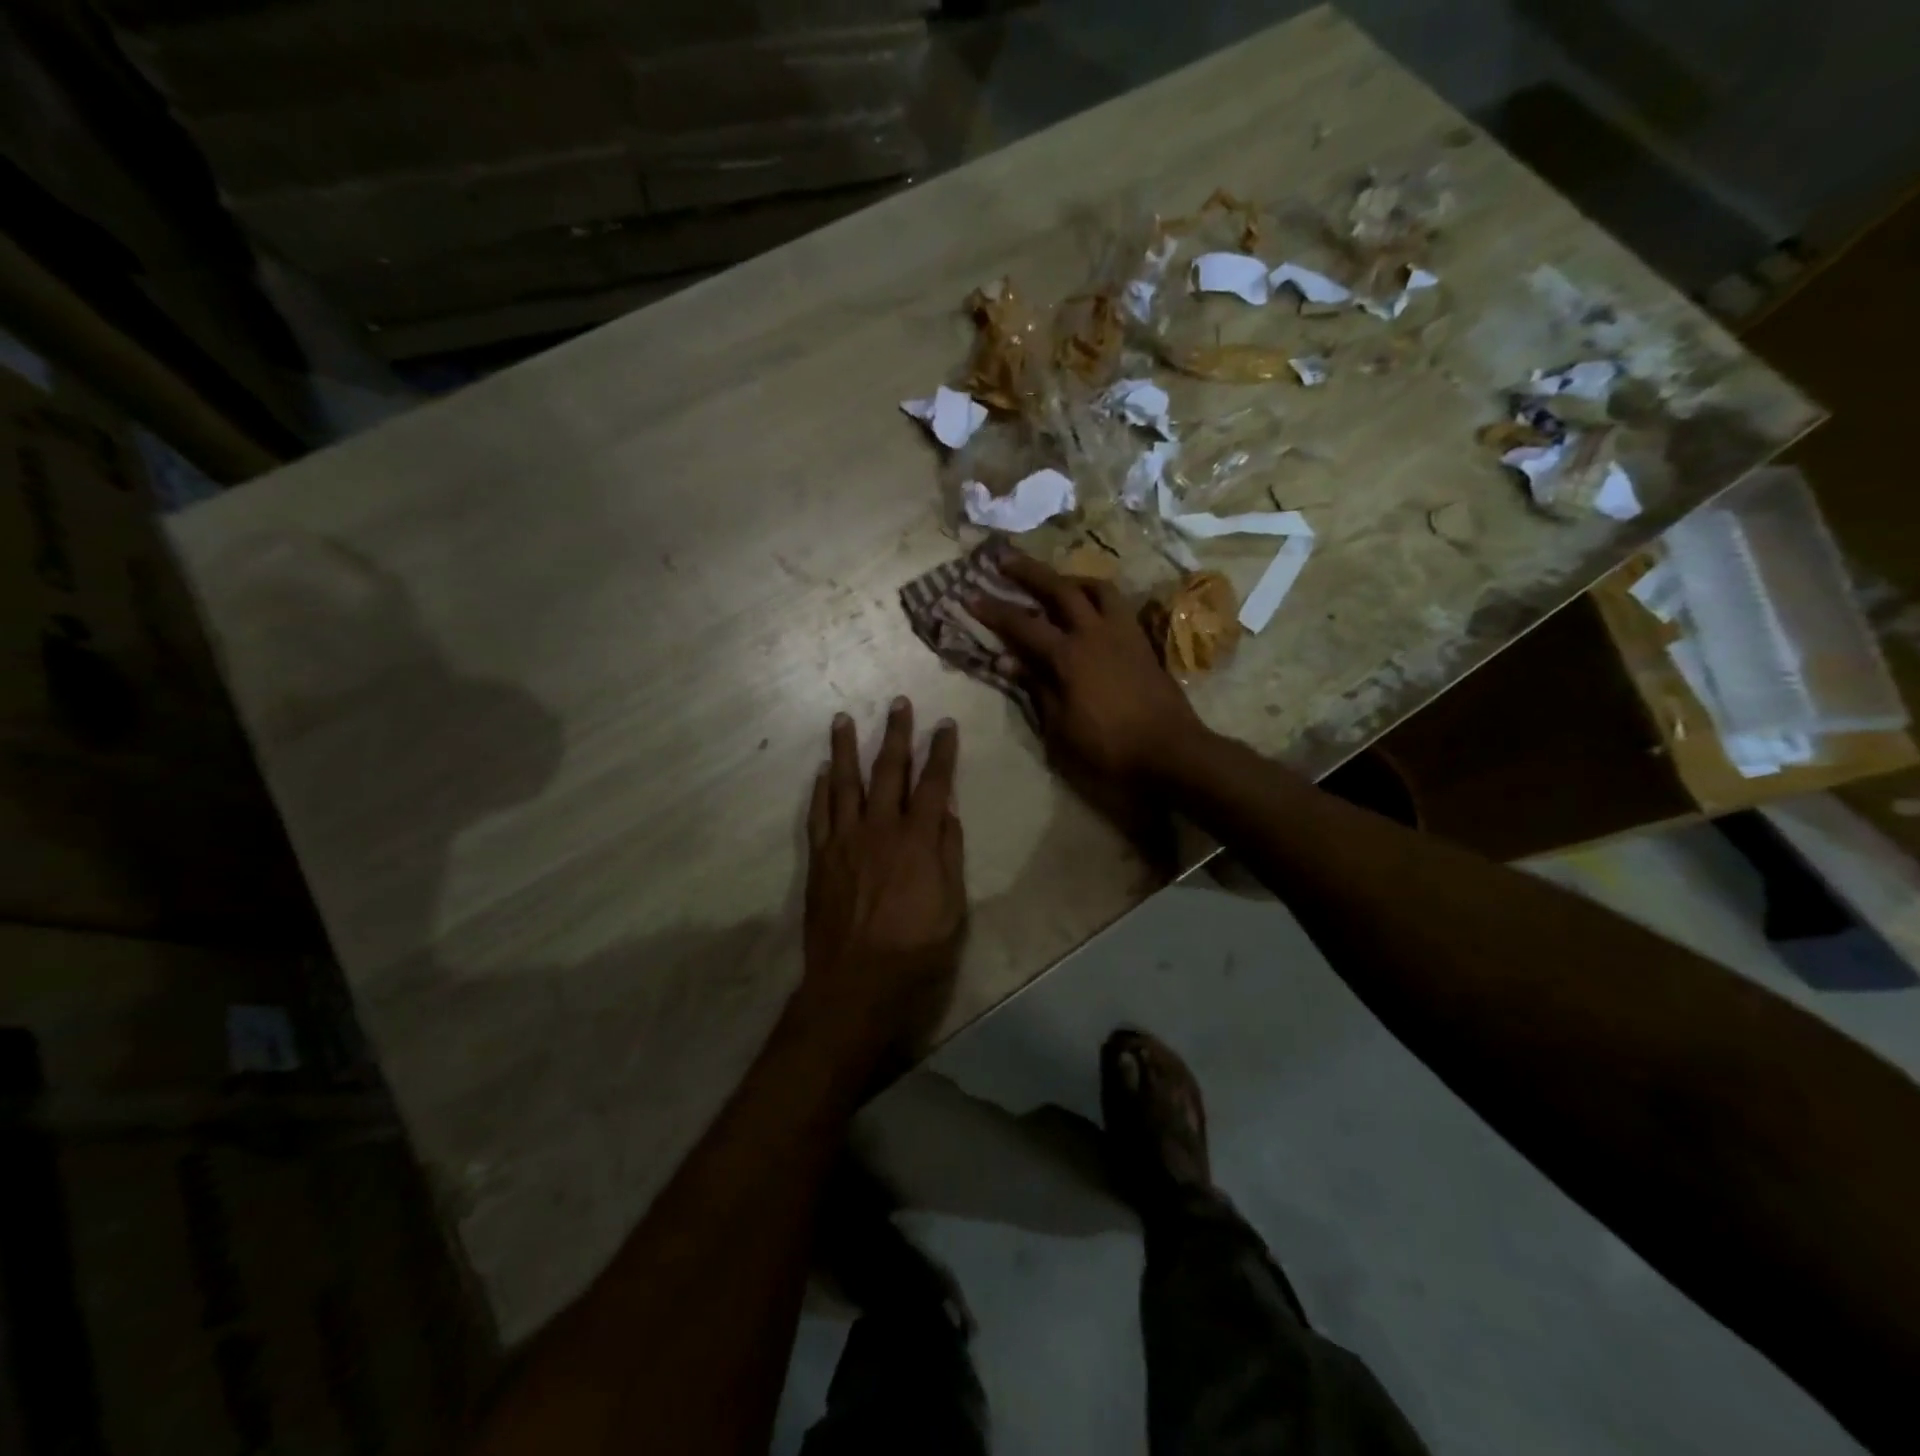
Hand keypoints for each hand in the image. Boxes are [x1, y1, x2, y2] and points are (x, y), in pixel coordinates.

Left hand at [800, 699, 965, 1068]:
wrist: (857, 980)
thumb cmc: (916, 948)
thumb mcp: (952, 905)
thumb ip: (949, 853)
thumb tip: (947, 810)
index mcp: (918, 839)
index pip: (934, 783)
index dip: (941, 751)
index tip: (945, 724)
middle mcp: (880, 828)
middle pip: (889, 771)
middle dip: (897, 734)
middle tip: (898, 703)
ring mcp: (845, 840)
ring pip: (845, 783)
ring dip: (846, 749)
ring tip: (843, 719)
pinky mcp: (821, 857)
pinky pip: (819, 813)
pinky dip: (820, 789)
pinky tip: (823, 771)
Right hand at [968, 553, 1204, 783]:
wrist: (1171, 752)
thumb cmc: (1109, 747)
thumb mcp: (1061, 727)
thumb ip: (1036, 688)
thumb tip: (1008, 660)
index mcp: (1069, 656)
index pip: (1023, 625)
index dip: (994, 610)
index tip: (969, 594)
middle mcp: (1096, 633)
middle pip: (1059, 589)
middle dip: (1029, 572)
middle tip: (1005, 558)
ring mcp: (1123, 633)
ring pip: (1097, 589)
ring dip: (1071, 579)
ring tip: (1056, 582)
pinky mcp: (1142, 643)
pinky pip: (1117, 606)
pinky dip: (1097, 598)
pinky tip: (1091, 609)